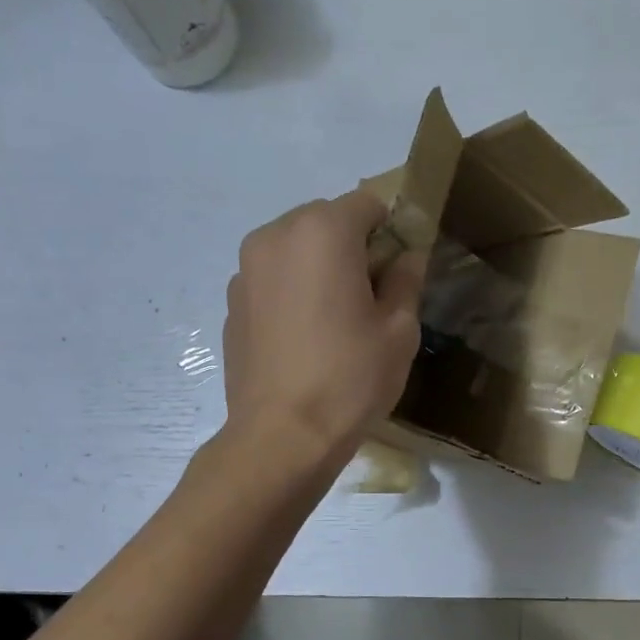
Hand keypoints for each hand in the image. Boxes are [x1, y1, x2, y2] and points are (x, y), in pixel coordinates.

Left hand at [221, 192, 425, 467]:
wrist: (282, 436)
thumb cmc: (350, 379)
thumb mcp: (399, 332)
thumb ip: (406, 280)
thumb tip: (407, 256)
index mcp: (322, 232)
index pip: (367, 204)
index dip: (390, 232)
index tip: (399, 273)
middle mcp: (275, 236)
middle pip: (325, 221)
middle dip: (351, 248)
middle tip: (369, 300)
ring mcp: (245, 270)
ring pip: (295, 250)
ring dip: (319, 269)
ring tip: (334, 323)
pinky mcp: (232, 304)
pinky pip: (272, 280)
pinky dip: (292, 293)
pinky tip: (304, 340)